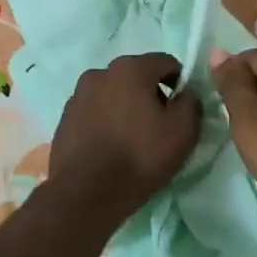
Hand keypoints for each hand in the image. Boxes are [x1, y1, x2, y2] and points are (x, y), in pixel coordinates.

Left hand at [47, 52, 202, 228]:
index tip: (182, 108)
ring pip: (113, 93)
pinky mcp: (64, 118)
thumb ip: (191, 103)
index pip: (165, 62)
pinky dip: (106, 121)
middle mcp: (99, 73)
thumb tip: (186, 94)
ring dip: (125, 107)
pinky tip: (110, 146)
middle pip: (136, 76)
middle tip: (159, 125)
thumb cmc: (140, 157)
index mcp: (130, 69)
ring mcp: (77, 95)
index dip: (180, 82)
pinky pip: (94, 111)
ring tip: (132, 138)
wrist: (87, 193)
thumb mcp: (183, 131)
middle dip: (151, 94)